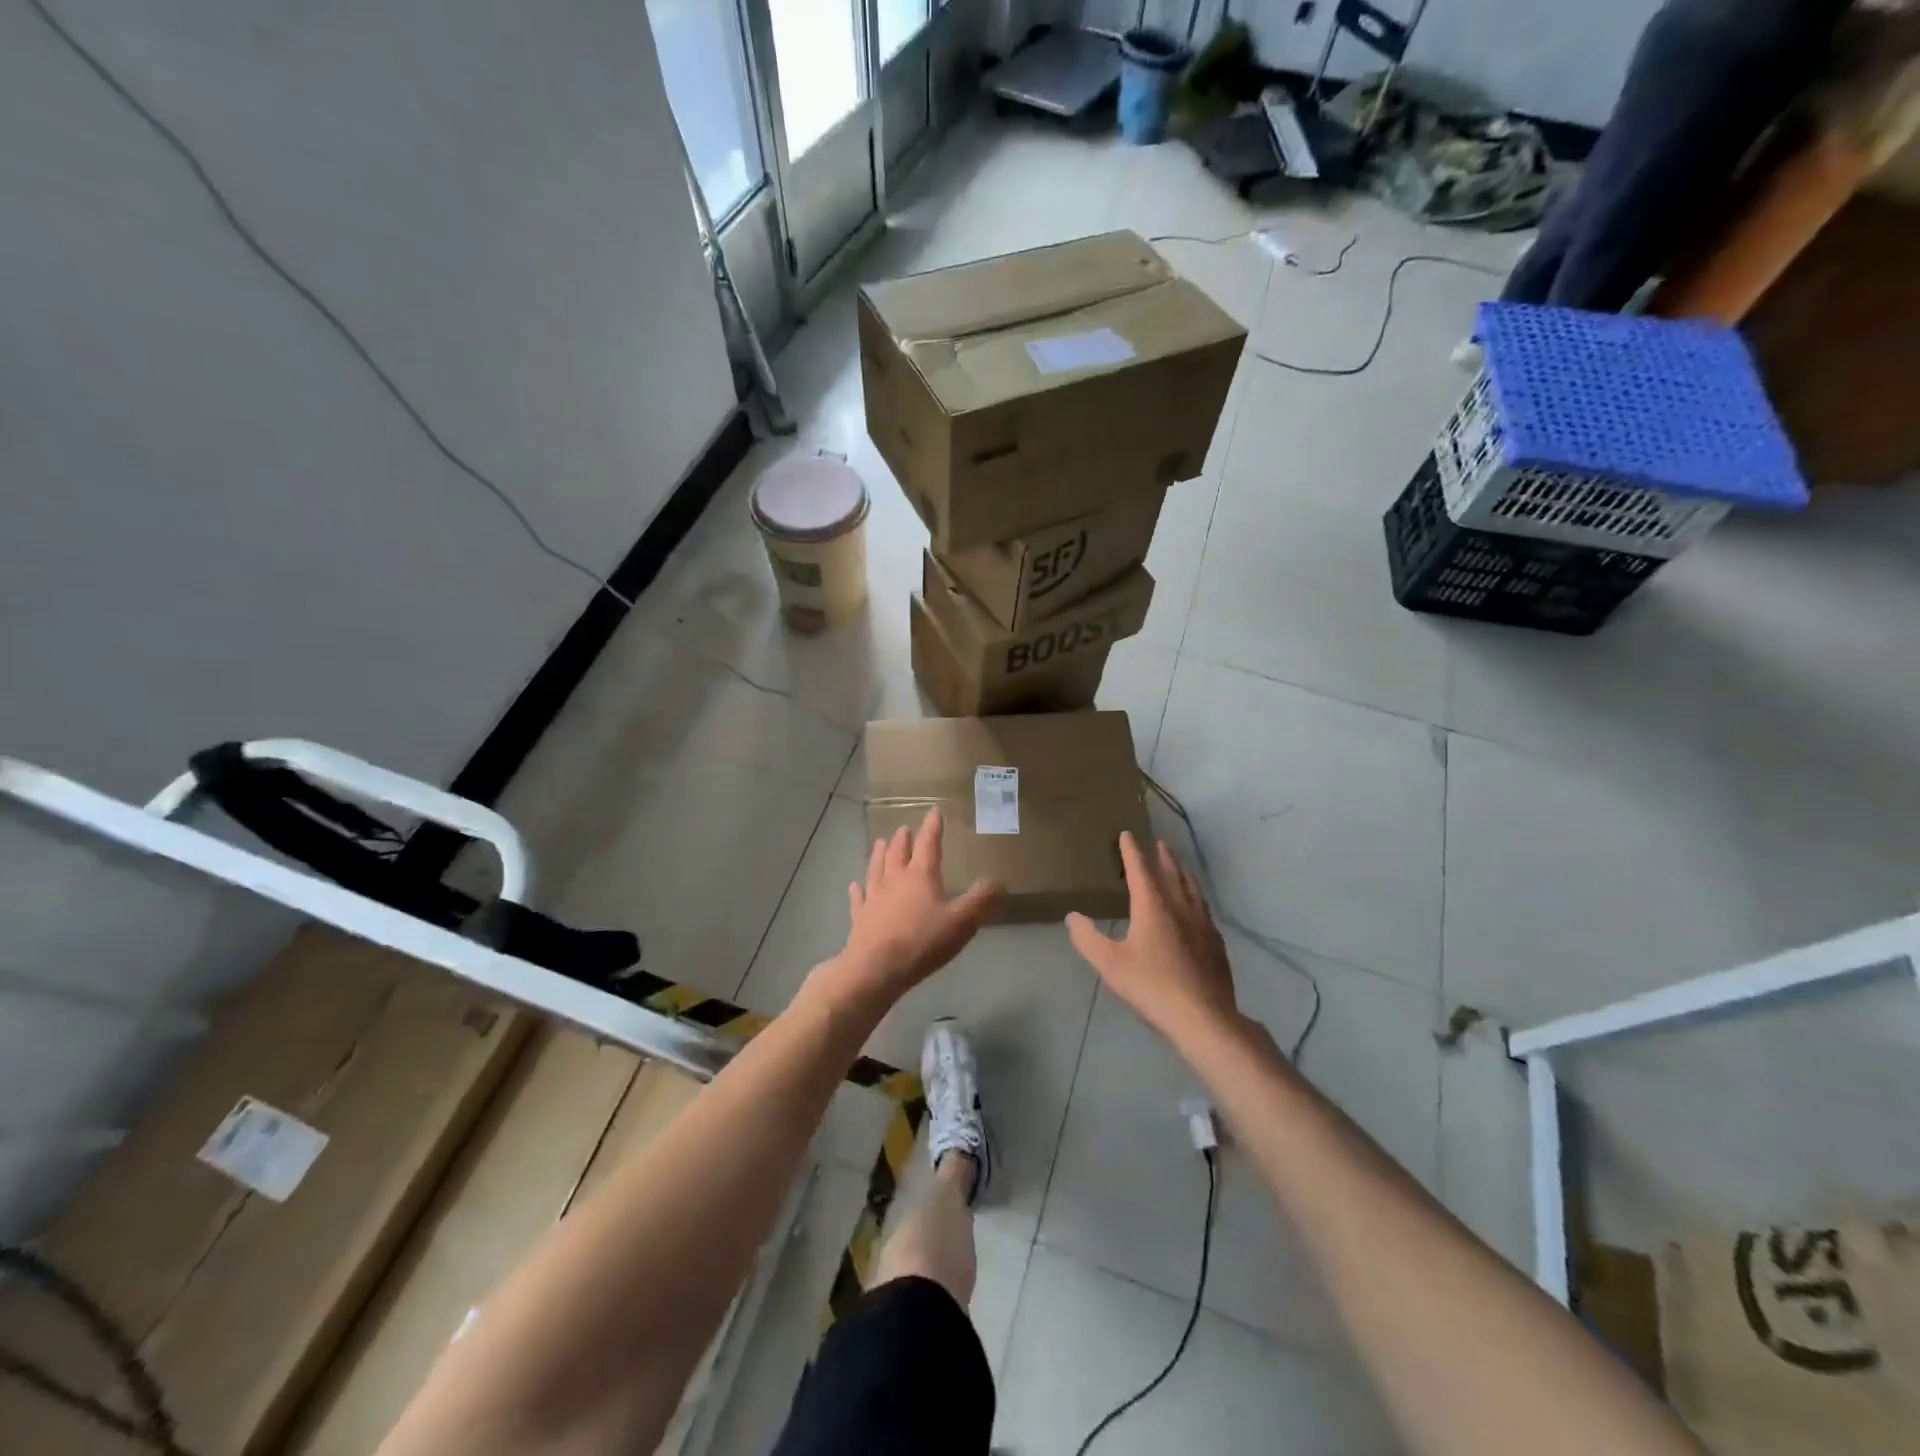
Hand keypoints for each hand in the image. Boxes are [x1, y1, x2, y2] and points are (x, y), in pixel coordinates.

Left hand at [827, 809, 999, 1008]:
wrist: (877, 967)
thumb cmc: (923, 941)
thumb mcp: (961, 922)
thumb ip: (980, 900)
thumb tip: (999, 881)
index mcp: (920, 875)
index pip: (928, 844)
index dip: (932, 827)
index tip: (933, 811)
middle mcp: (895, 879)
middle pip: (898, 853)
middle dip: (902, 839)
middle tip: (903, 828)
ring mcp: (874, 897)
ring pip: (876, 868)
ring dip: (879, 854)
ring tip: (879, 843)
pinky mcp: (860, 916)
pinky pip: (859, 898)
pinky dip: (857, 890)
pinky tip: (855, 885)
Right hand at [1066, 832, 1238, 1043]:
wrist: (1203, 1018)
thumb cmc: (1151, 986)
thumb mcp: (1109, 963)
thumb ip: (1087, 938)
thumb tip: (1072, 916)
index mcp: (1153, 906)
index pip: (1140, 870)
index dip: (1132, 851)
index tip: (1127, 834)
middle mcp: (1180, 907)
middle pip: (1171, 874)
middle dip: (1163, 857)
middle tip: (1159, 843)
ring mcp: (1203, 925)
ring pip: (1192, 889)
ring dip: (1183, 873)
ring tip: (1179, 866)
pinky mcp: (1216, 944)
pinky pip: (1205, 909)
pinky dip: (1196, 898)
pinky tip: (1197, 909)